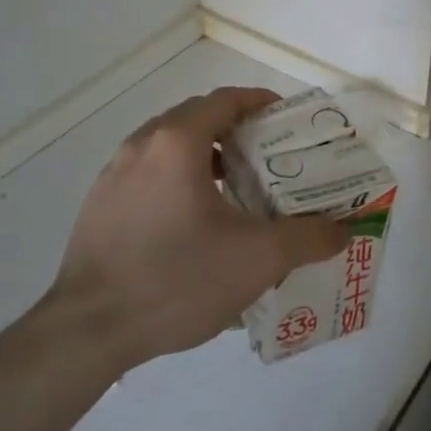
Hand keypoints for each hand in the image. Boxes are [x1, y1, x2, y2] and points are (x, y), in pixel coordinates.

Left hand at [47, 87, 349, 365]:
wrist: (88, 331)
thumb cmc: (177, 279)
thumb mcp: (257, 259)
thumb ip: (307, 239)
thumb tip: (343, 231)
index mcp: (178, 142)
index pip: (225, 99)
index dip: (259, 102)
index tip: (286, 120)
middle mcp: (143, 145)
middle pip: (197, 117)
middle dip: (235, 129)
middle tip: (268, 156)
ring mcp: (114, 175)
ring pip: (168, 146)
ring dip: (205, 154)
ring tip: (234, 188)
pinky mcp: (98, 205)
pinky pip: (147, 173)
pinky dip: (176, 178)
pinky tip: (192, 222)